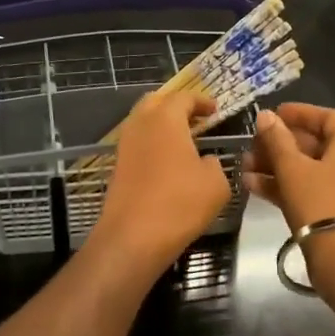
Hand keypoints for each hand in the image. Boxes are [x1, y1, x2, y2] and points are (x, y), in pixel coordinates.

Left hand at [90, 89, 233, 274]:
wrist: (133, 238)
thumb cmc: (180, 203)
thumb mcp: (216, 183)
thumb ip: (215, 164)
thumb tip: (205, 161)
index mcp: (165, 119)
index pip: (183, 97)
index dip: (201, 101)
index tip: (215, 110)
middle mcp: (141, 125)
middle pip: (156, 102)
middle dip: (176, 105)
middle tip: (196, 118)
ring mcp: (125, 146)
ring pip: (143, 122)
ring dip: (162, 124)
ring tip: (184, 140)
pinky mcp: (118, 167)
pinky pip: (138, 144)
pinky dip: (153, 143)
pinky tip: (169, 161)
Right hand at [246, 102, 334, 231]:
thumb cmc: (320, 203)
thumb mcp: (293, 168)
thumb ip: (277, 140)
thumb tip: (266, 116)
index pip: (327, 117)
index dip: (300, 113)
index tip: (273, 114)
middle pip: (313, 144)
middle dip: (279, 143)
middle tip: (252, 145)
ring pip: (305, 169)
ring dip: (275, 166)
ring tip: (244, 166)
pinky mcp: (331, 213)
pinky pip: (305, 190)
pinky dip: (281, 186)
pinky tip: (252, 186)